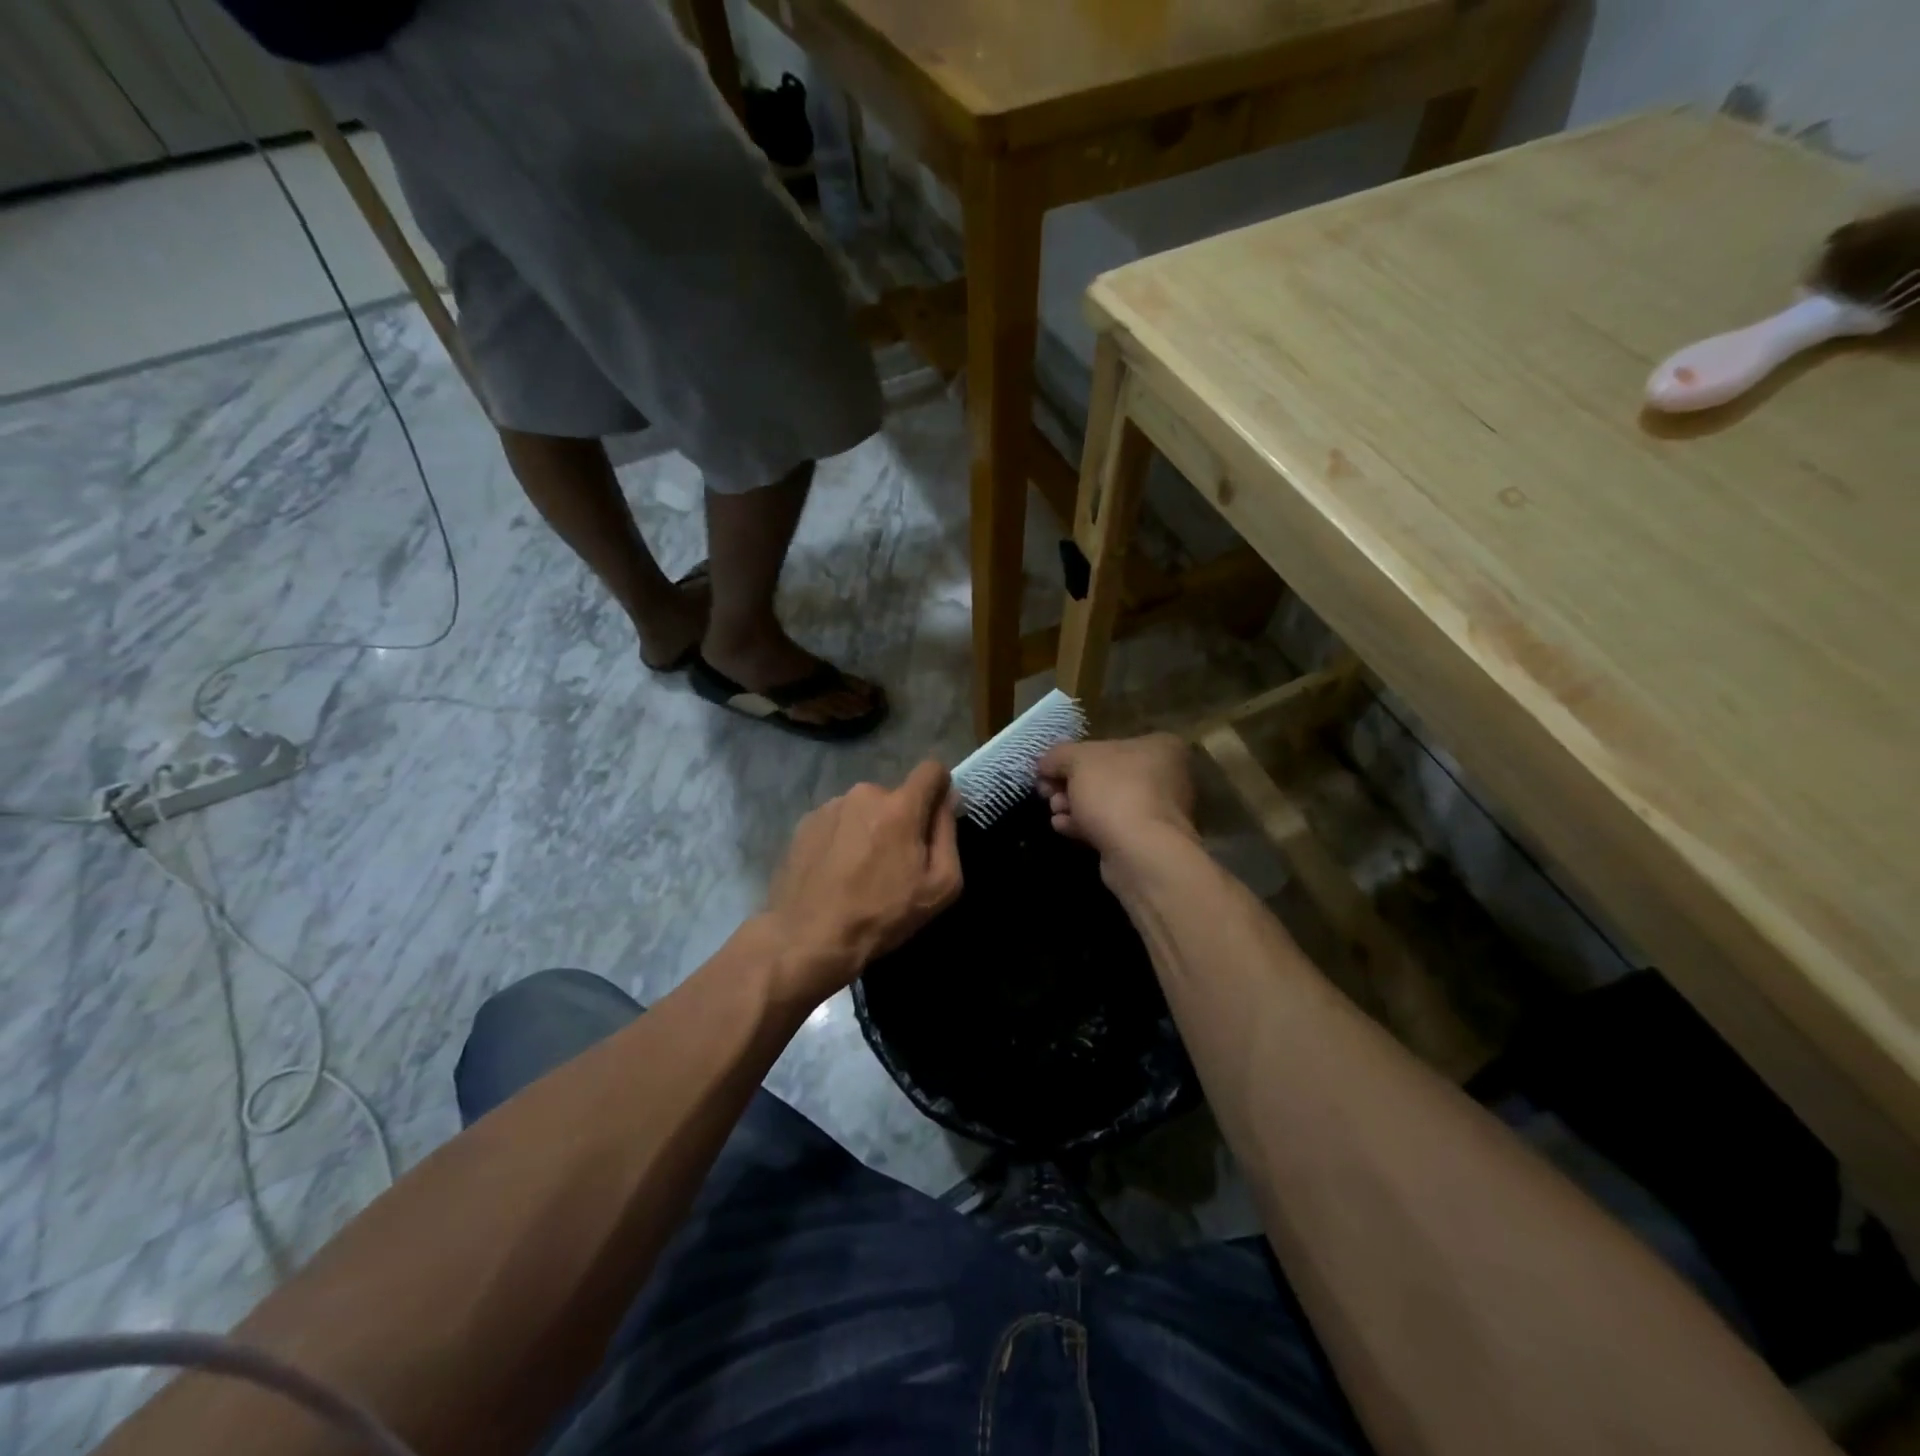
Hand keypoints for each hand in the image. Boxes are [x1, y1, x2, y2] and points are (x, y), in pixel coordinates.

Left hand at [761, 760, 962, 1005]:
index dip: (940, 788)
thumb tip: (946, 799)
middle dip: (901, 819)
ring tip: (860, 870)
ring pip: (865, 808)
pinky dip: (843, 838)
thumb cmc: (882, 915)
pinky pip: (838, 820)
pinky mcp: (805, 822)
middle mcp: (864, 794)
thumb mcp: (940, 885)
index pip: (931, 769)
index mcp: (899, 806)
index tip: (935, 817)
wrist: (808, 938)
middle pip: (896, 796)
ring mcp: (830, 806)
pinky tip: (836, 871)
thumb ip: (947, 834)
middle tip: (894, 862)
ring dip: (870, 828)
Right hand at [1036, 734, 1197, 860]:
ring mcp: (1158, 812)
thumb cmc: (1115, 792)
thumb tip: (1045, 762)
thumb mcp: (1078, 760)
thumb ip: (1058, 755)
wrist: (1141, 853)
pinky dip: (1085, 825)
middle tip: (1047, 793)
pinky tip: (1062, 826)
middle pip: (1105, 775)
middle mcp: (1166, 776)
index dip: (1072, 756)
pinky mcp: (1146, 841)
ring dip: (1074, 806)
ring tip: (1055, 812)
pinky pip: (1110, 826)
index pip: (1108, 744)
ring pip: (1106, 803)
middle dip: (1070, 784)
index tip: (1048, 770)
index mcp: (1159, 747)